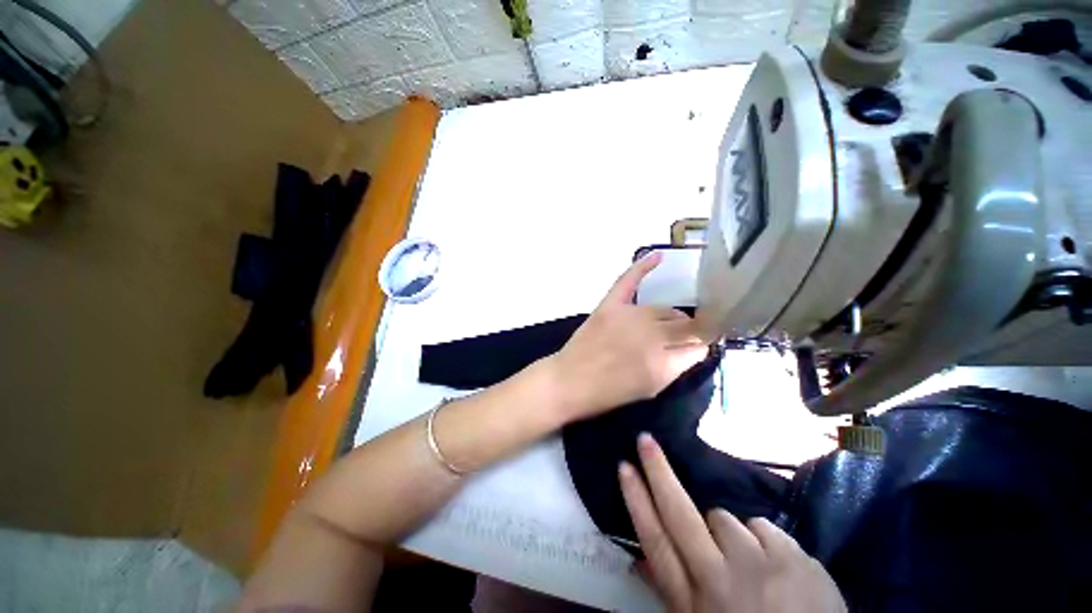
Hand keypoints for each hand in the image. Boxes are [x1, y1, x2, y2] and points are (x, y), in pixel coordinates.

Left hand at [545, 253, 708, 421]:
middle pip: (685, 324)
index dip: (701, 345)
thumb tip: (697, 347)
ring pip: (665, 309)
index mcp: (663, 362)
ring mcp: (630, 316)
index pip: (698, 345)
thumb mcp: (651, 388)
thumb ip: (677, 366)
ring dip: (672, 316)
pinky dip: (643, 266)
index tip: (699, 344)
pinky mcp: (611, 305)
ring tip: (670, 322)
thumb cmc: (610, 392)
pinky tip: (658, 256)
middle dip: (690, 330)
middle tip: (683, 336)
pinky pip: (629, 281)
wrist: (571, 381)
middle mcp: (651, 334)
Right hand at [619, 434, 845, 612]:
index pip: (656, 542)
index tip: (624, 467)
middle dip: (658, 472)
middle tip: (644, 439)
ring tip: (748, 568)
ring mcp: (759, 565)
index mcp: (695, 602)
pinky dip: (763, 543)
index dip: (637, 502)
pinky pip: (762, 527)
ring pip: (726, 519)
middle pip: (680, 514)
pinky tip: (777, 571)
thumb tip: (638, 559)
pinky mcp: (793, 556)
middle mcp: (720, 579)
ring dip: (730, 535)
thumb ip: (672, 592)